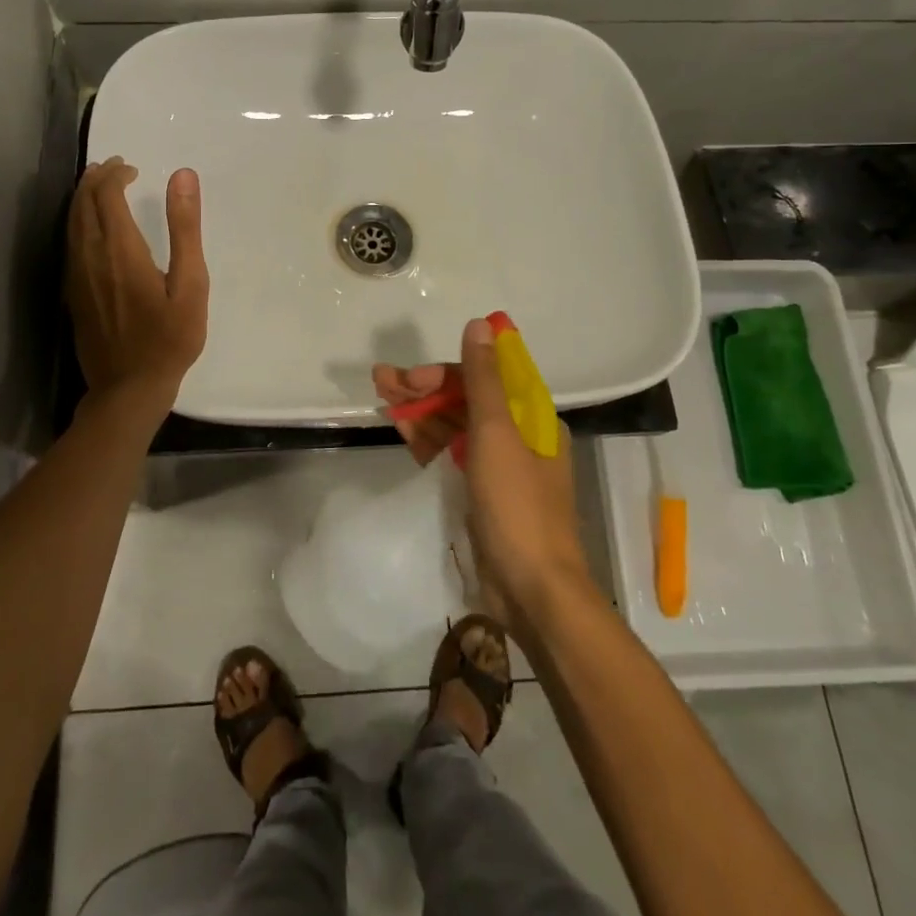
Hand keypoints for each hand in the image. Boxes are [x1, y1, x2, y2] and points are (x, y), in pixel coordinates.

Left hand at [66, 158, 208, 403]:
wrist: (128, 388)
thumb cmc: (169, 338)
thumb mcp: (191, 284)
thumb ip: (185, 228)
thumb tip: (182, 176)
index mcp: (120, 250)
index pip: (106, 195)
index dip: (115, 174)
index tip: (133, 168)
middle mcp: (90, 256)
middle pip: (83, 203)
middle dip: (97, 179)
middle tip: (116, 167)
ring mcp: (76, 275)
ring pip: (71, 222)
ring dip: (84, 198)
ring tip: (99, 185)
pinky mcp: (72, 292)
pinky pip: (69, 242)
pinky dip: (78, 221)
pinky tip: (91, 226)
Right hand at [373, 319, 592, 625]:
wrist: (534, 592)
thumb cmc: (518, 506)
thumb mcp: (497, 434)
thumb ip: (483, 379)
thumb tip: (481, 324)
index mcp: (533, 418)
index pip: (485, 378)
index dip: (446, 371)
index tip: (412, 376)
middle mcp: (519, 437)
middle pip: (466, 399)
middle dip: (424, 388)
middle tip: (381, 380)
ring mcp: (500, 468)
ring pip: (455, 426)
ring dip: (421, 411)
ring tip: (381, 397)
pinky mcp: (483, 494)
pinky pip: (452, 455)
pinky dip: (428, 441)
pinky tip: (401, 430)